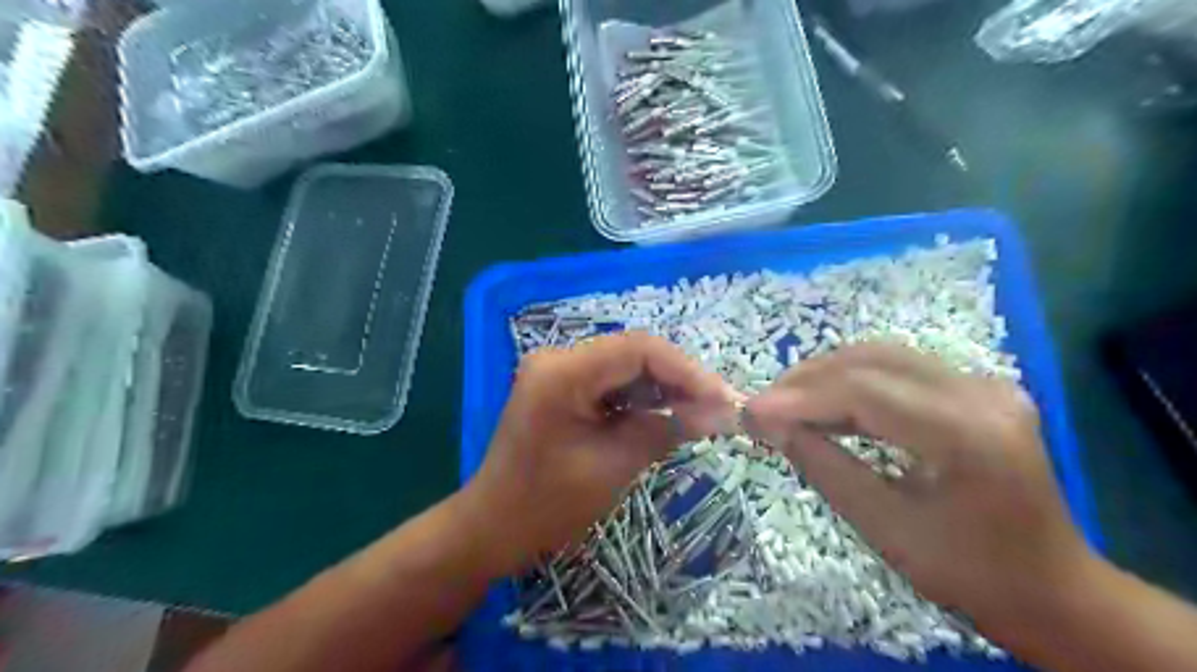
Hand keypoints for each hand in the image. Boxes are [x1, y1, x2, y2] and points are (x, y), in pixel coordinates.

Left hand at [460, 333, 734, 575]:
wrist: (493, 526)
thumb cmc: (547, 505)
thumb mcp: (613, 466)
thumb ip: (666, 430)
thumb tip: (721, 412)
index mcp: (562, 372)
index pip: (639, 350)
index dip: (687, 371)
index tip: (724, 401)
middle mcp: (559, 358)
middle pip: (634, 353)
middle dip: (680, 380)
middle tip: (719, 409)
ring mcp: (559, 370)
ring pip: (627, 366)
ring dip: (665, 389)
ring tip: (702, 414)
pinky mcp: (563, 386)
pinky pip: (612, 382)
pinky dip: (643, 398)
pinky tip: (668, 416)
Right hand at [744, 347, 1092, 633]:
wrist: (1052, 588)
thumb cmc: (969, 573)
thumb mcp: (885, 527)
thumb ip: (823, 466)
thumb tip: (767, 424)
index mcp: (969, 436)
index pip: (865, 394)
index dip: (800, 398)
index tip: (750, 412)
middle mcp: (981, 392)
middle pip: (871, 362)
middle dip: (807, 380)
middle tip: (762, 407)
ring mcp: (983, 383)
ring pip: (881, 356)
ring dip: (826, 375)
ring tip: (785, 403)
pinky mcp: (975, 387)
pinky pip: (898, 368)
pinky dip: (852, 380)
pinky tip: (826, 402)